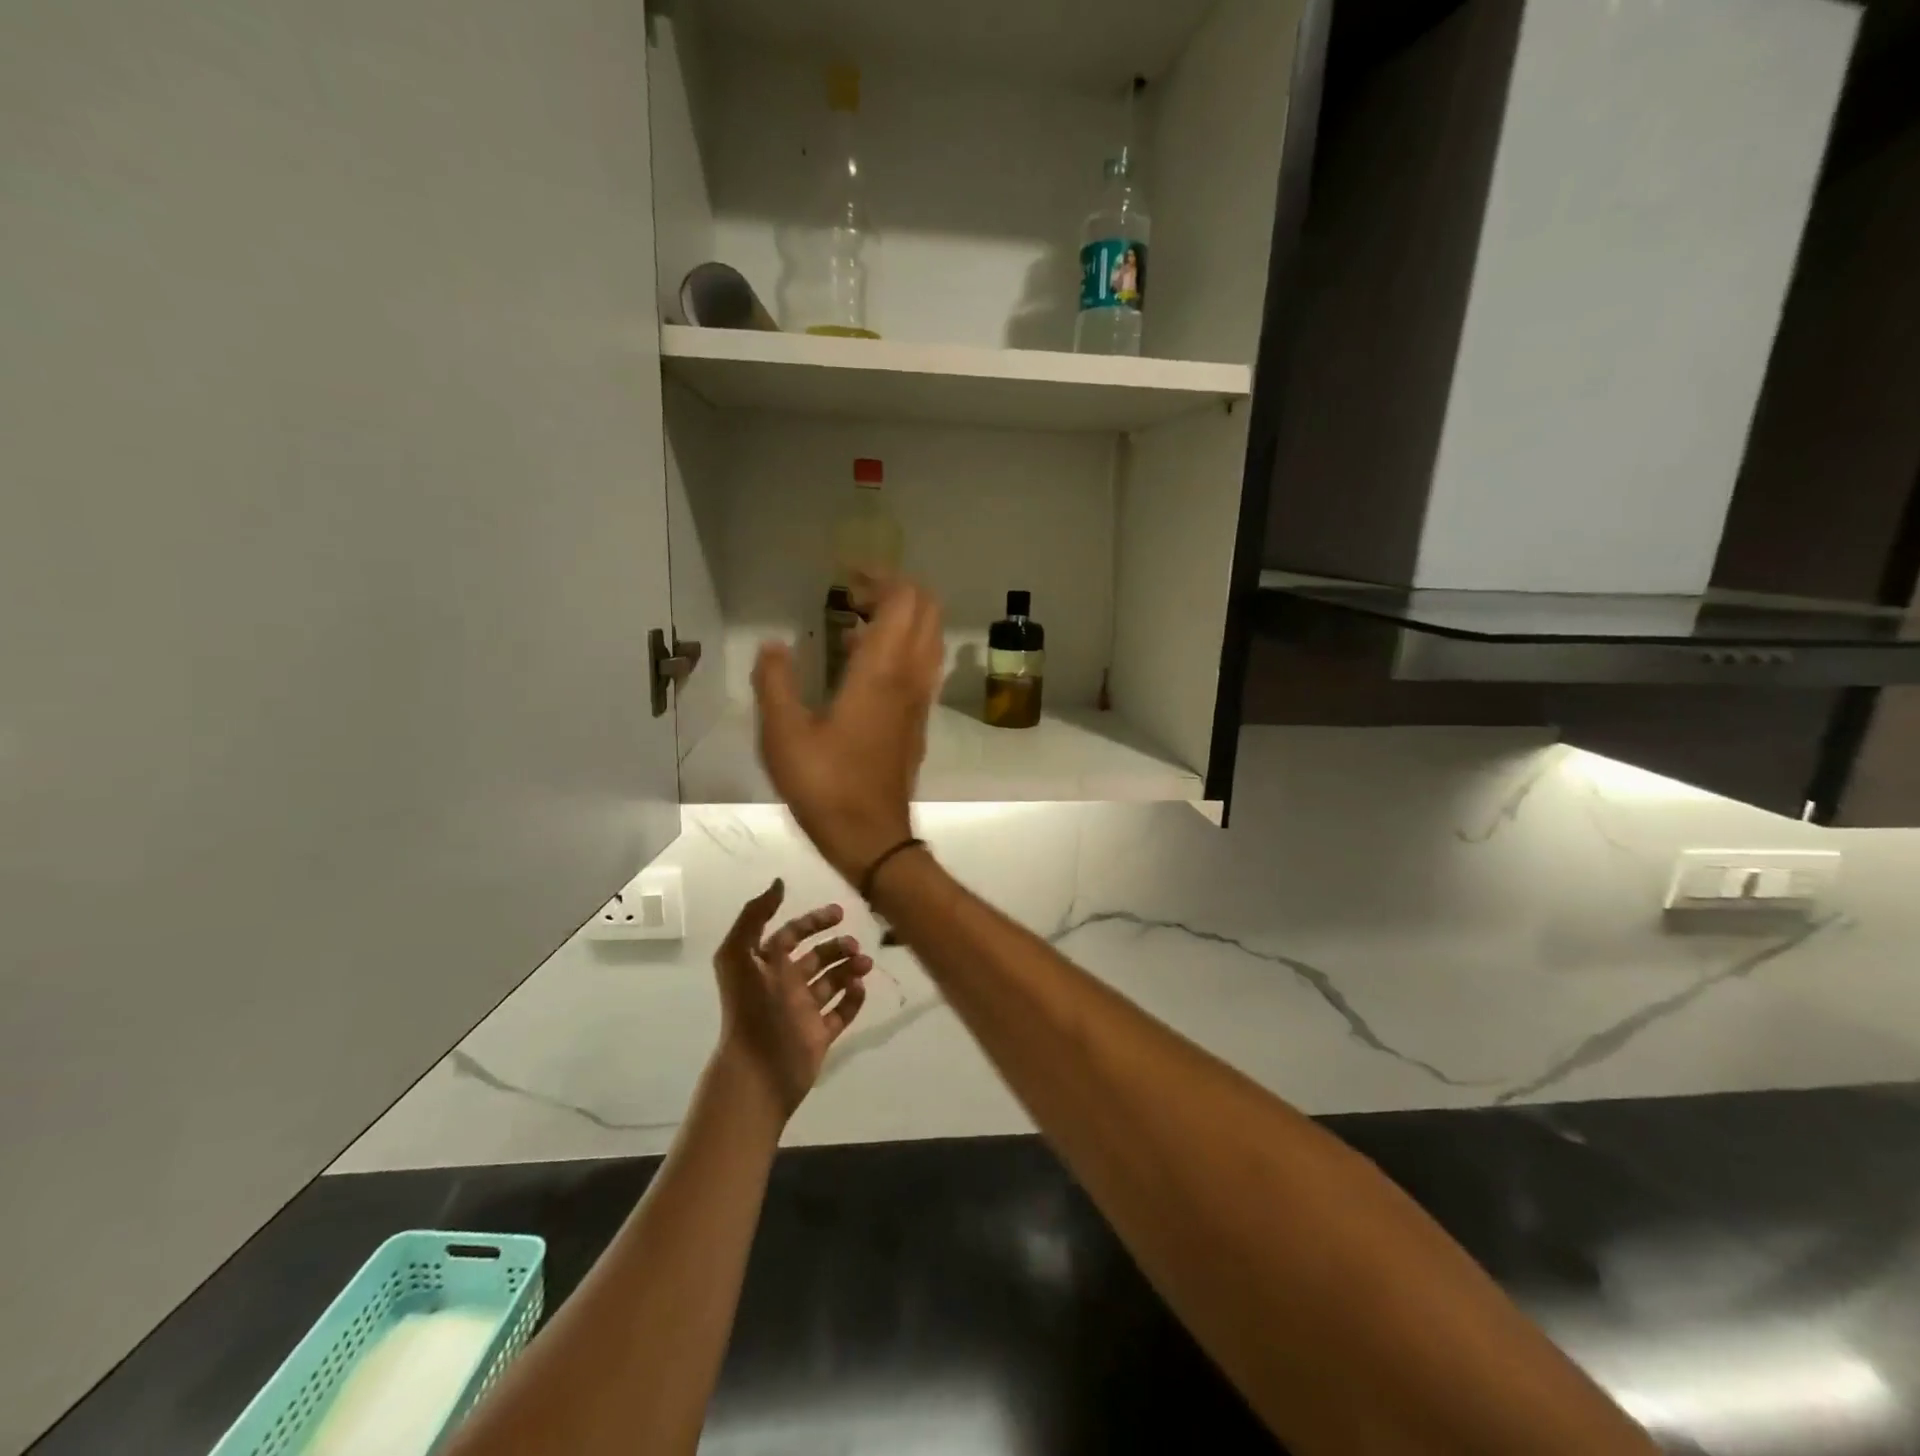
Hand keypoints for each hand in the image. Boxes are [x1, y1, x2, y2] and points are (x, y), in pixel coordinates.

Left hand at [711, 879, 873, 1118]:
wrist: (758, 1069)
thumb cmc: (750, 1008)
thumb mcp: (739, 955)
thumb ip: (754, 916)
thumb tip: (779, 883)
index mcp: (766, 966)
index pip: (791, 935)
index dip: (813, 922)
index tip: (839, 913)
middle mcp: (785, 985)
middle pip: (816, 958)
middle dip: (837, 947)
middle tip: (855, 946)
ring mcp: (803, 1011)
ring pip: (832, 982)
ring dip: (850, 969)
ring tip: (865, 964)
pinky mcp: (819, 1035)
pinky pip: (841, 1013)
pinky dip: (853, 999)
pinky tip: (860, 988)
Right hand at [752, 577, 943, 881]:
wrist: (872, 836)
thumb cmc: (825, 786)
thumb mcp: (784, 735)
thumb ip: (775, 683)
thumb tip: (773, 646)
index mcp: (882, 671)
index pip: (904, 600)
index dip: (881, 577)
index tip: (847, 576)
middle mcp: (911, 677)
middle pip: (927, 611)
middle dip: (896, 591)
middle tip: (853, 594)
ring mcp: (920, 700)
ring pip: (928, 639)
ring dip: (901, 619)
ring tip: (852, 623)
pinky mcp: (918, 721)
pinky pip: (921, 666)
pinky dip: (901, 648)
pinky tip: (859, 664)